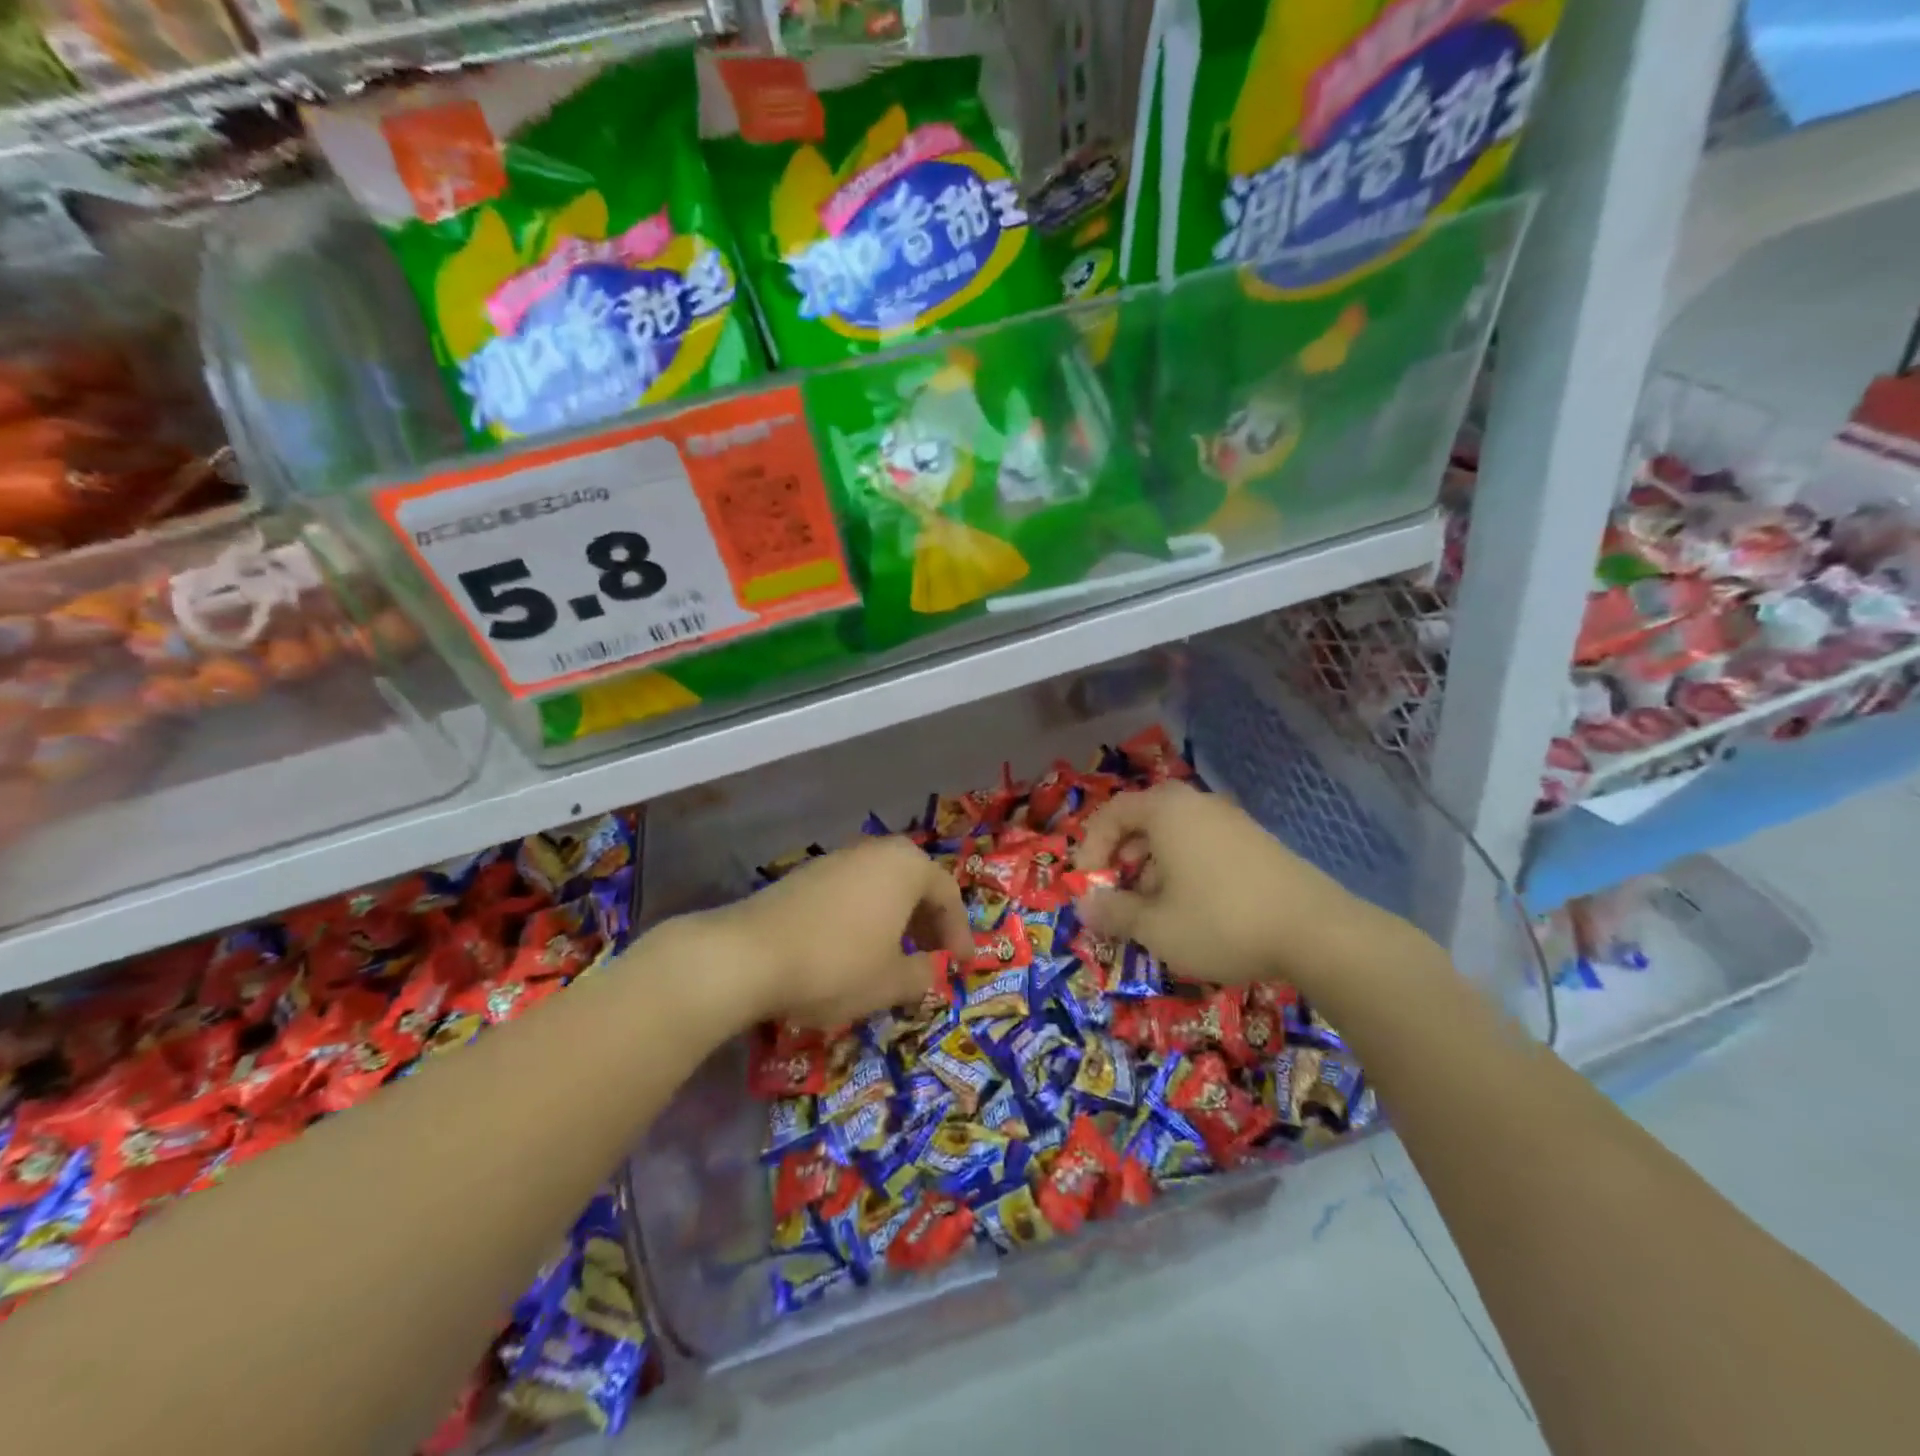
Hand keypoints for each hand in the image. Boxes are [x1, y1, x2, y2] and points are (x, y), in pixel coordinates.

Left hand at [699, 837, 972, 1028]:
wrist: (749, 955)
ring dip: (896, 919)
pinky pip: (852, 892)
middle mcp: (874, 852)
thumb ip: (923, 975)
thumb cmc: (836, 964)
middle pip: (915, 884)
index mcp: (906, 867)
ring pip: (881, 887)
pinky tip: (854, 948)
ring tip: (895, 956)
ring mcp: (836, 859)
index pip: (947, 895)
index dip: (959, 933)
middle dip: (928, 922)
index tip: (962, 965)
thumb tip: (931, 971)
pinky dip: (865, 917)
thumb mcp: (891, 982)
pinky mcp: (805, 875)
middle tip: (933, 957)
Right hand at [1074, 781, 1398, 992]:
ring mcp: (1232, 822)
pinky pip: (1204, 848)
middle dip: (1123, 861)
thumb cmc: (1220, 921)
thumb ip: (1113, 912)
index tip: (1088, 885)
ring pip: (1175, 838)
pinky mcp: (1258, 844)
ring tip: (1156, 914)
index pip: (1111, 812)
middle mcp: (1198, 805)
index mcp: (1166, 811)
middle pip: (1144, 822)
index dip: (1090, 847)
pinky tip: (1196, 913)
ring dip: (1153, 871)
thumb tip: (1084, 905)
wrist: (1318, 933)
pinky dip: (1186, 873)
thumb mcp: (1155, 925)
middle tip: (1119, 898)